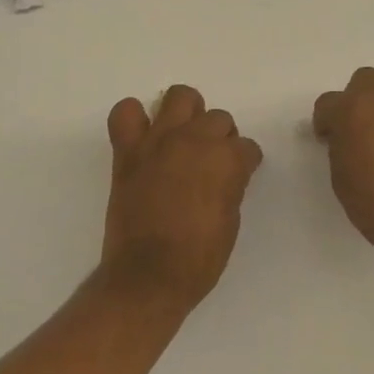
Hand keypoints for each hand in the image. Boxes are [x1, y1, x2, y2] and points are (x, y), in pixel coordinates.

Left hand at [103, 85, 263, 308]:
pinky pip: (126, 112)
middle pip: (218, 118)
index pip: (247, 147)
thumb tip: (227, 174)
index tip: (239, 175)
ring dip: (187, 114)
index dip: (245, 162)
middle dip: (221, 137)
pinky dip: (134, 118)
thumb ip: (231, 186)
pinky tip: (143, 136)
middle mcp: (195, 140)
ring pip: (180, 97)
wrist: (148, 277)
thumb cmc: (198, 259)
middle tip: (211, 161)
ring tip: (183, 137)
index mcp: (227, 160)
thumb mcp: (230, 222)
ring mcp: (159, 140)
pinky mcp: (129, 150)